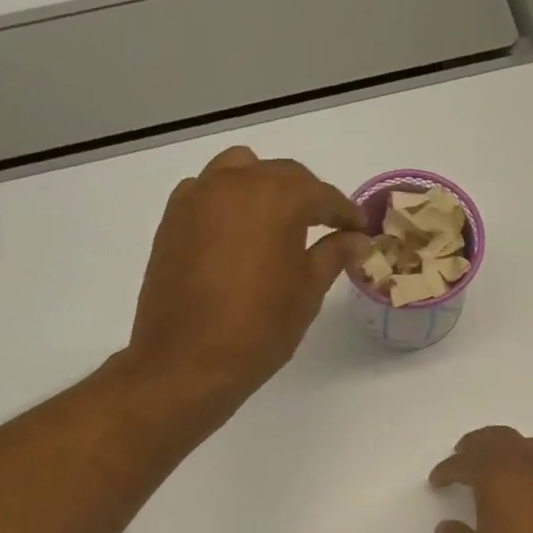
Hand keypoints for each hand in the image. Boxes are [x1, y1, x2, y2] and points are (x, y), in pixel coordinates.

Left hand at [128, 146, 369, 403]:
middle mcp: (235, 183)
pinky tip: (238, 234)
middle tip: (327, 227)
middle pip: (282, 175)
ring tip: (278, 222)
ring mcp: (197, 197)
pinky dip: (229, 201)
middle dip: (308, 197)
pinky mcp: (172, 218)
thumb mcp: (307, 292)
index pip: (322, 194)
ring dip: (265, 188)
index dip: (345, 212)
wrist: (187, 361)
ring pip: (240, 171)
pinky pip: (208, 191)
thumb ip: (333, 254)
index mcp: (276, 197)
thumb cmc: (259, 329)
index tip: (360, 230)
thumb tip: (356, 238)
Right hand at [429, 427, 532, 532]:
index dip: (448, 470)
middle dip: (477, 445)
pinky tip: (524, 484)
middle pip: (500, 440)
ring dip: (507, 445)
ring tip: (495, 461)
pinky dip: (530, 460)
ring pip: (530, 444)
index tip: (437, 480)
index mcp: (499, 482)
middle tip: (461, 456)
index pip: (468, 463)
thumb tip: (448, 527)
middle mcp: (529, 471)